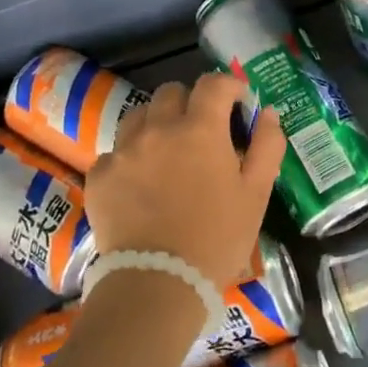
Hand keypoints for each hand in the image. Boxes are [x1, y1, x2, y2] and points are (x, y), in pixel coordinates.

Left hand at [84, 73, 286, 291]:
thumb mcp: (257, 193)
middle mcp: (158, 128)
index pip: (213, 84)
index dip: (229, 87)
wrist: (159, 282)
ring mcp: (124, 150)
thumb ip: (267, 145)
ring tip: (169, 153)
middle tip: (203, 131)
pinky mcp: (100, 174)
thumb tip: (267, 113)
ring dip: (158, 123)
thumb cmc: (218, 237)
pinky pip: (117, 151)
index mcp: (201, 129)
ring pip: (140, 116)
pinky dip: (133, 157)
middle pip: (172, 92)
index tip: (237, 103)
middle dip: (191, 103)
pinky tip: (142, 185)